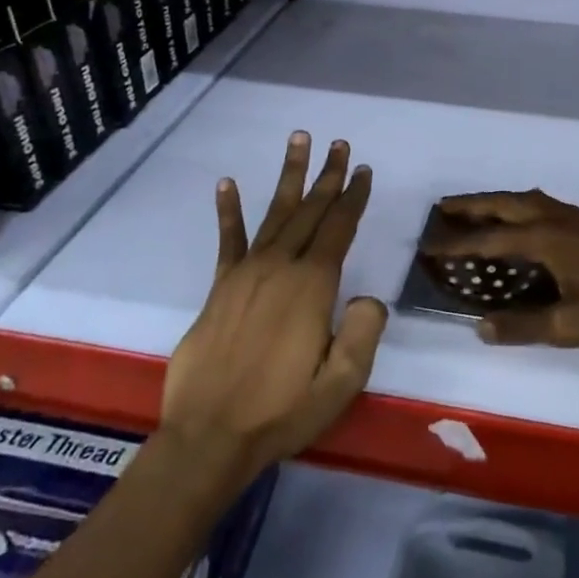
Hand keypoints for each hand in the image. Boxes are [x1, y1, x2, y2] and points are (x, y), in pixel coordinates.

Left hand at [162, 133, 386, 483]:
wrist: (209, 437)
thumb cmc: (282, 411)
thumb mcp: (341, 383)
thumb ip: (364, 333)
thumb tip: (368, 298)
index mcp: (312, 286)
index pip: (339, 228)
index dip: (354, 197)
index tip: (364, 170)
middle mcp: (280, 267)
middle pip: (310, 210)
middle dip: (329, 176)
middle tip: (341, 144)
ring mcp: (246, 273)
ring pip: (275, 212)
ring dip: (289, 175)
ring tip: (299, 140)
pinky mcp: (220, 287)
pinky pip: (228, 239)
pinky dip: (228, 210)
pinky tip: (227, 183)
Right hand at [430, 189, 578, 347]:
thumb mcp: (571, 326)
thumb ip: (523, 326)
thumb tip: (479, 327)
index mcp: (543, 238)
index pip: (488, 241)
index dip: (456, 245)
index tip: (427, 246)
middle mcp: (552, 217)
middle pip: (501, 205)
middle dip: (469, 206)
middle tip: (440, 209)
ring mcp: (571, 214)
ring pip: (521, 200)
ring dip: (492, 203)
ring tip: (472, 211)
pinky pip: (537, 204)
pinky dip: (514, 206)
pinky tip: (519, 220)